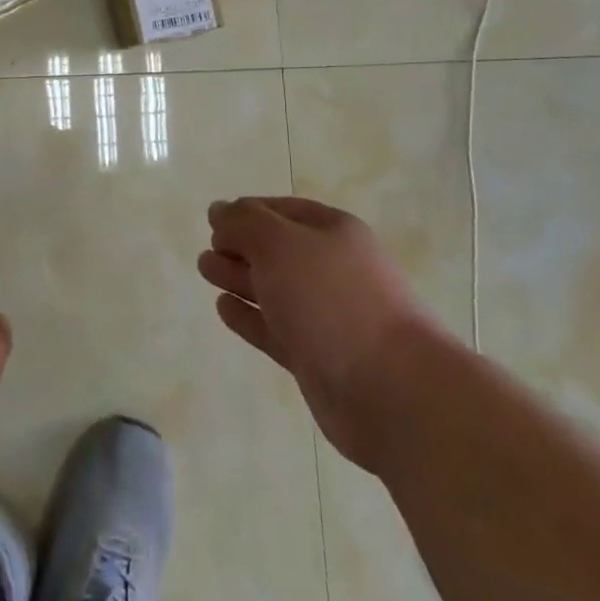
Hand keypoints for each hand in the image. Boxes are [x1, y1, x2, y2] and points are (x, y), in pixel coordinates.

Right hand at [199, 197, 438, 472]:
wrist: (392, 391)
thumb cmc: (333, 300)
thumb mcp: (280, 244)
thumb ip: (244, 222)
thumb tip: (219, 209)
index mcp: (333, 232)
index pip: (282, 211)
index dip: (247, 212)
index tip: (213, 220)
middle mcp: (331, 269)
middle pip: (277, 250)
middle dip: (240, 245)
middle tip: (206, 250)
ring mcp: (325, 316)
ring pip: (273, 289)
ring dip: (239, 277)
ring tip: (206, 270)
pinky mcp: (316, 358)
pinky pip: (274, 328)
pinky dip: (248, 316)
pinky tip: (223, 308)